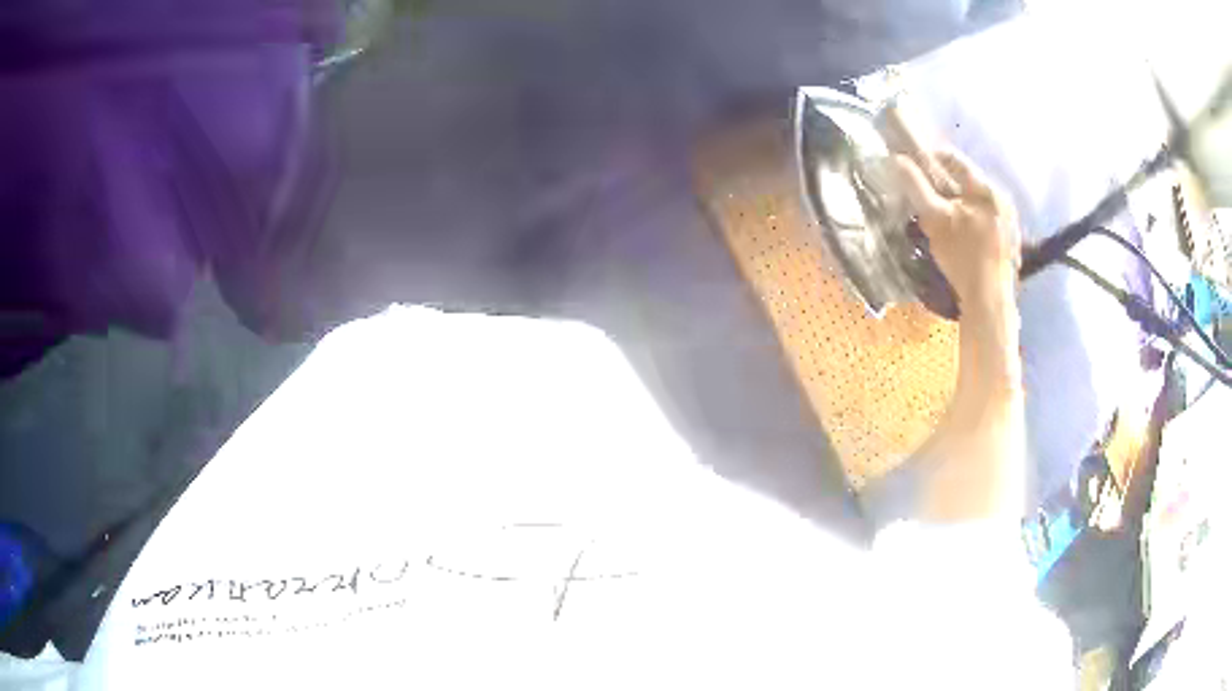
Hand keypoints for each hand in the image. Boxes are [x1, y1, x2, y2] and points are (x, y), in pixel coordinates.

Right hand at [893, 150, 1020, 323]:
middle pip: (966, 181)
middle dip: (943, 187)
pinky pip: (986, 222)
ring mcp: (1010, 222)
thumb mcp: (934, 218)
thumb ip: (915, 185)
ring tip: (942, 224)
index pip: (952, 158)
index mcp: (985, 187)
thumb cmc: (963, 257)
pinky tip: (961, 243)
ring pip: (976, 203)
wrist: (990, 303)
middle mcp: (1002, 198)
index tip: (911, 170)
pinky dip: (971, 224)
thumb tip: (896, 159)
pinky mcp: (1011, 243)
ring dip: (957, 207)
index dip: (928, 158)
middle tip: (925, 202)